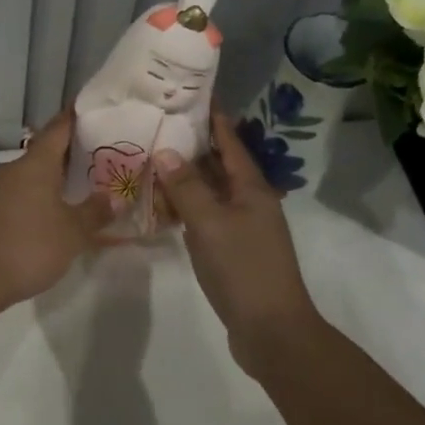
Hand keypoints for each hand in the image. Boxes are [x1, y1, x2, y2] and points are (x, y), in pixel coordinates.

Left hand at [0, 111, 113, 304]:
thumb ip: (95, 212)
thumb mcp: (72, 233)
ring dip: (48, 181)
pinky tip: (44, 219)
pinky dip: (31, 200)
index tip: (89, 108)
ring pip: (27, 177)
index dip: (74, 118)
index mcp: (35, 164)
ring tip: (74, 192)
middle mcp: (11, 169)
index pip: (58, 129)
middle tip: (95, 160)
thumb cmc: (29, 246)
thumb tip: (115, 198)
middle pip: (43, 153)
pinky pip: (13, 196)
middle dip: (67, 156)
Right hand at [152, 110, 321, 372]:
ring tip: (153, 156)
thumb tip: (165, 151)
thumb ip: (187, 187)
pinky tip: (163, 204)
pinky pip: (206, 216)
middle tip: (159, 122)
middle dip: (193, 143)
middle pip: (219, 163)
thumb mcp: (210, 223)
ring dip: (186, 175)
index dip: (213, 116)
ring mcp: (242, 227)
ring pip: (210, 190)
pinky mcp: (232, 250)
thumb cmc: (243, 269)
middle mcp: (249, 201)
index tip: (193, 92)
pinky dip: (186, 205)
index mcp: (251, 188)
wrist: (272, 331)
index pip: (229, 141)